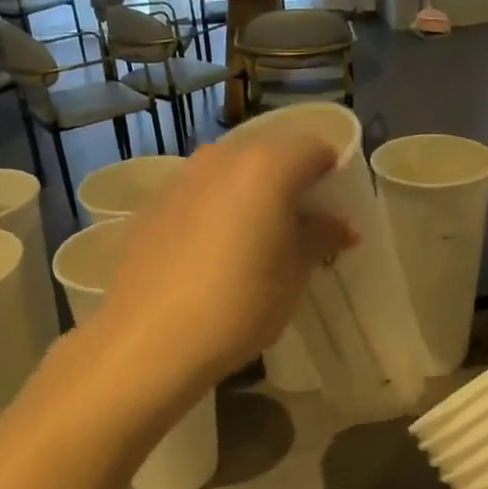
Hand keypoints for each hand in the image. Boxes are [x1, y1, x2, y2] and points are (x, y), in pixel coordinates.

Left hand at [94, 133, 351, 387]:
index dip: (331, 173)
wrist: (147, 341)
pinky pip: (199, 194)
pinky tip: (213, 254)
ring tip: (256, 241)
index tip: (334, 209)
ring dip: (251, 195)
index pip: (314, 147)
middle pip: (269, 154)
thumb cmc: (238, 304)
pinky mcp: (152, 205)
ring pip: (231, 173)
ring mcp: (181, 179)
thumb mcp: (293, 274)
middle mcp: (221, 158)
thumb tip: (340, 225)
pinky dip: (216, 209)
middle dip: (290, 183)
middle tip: (300, 226)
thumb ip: (320, 237)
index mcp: (265, 166)